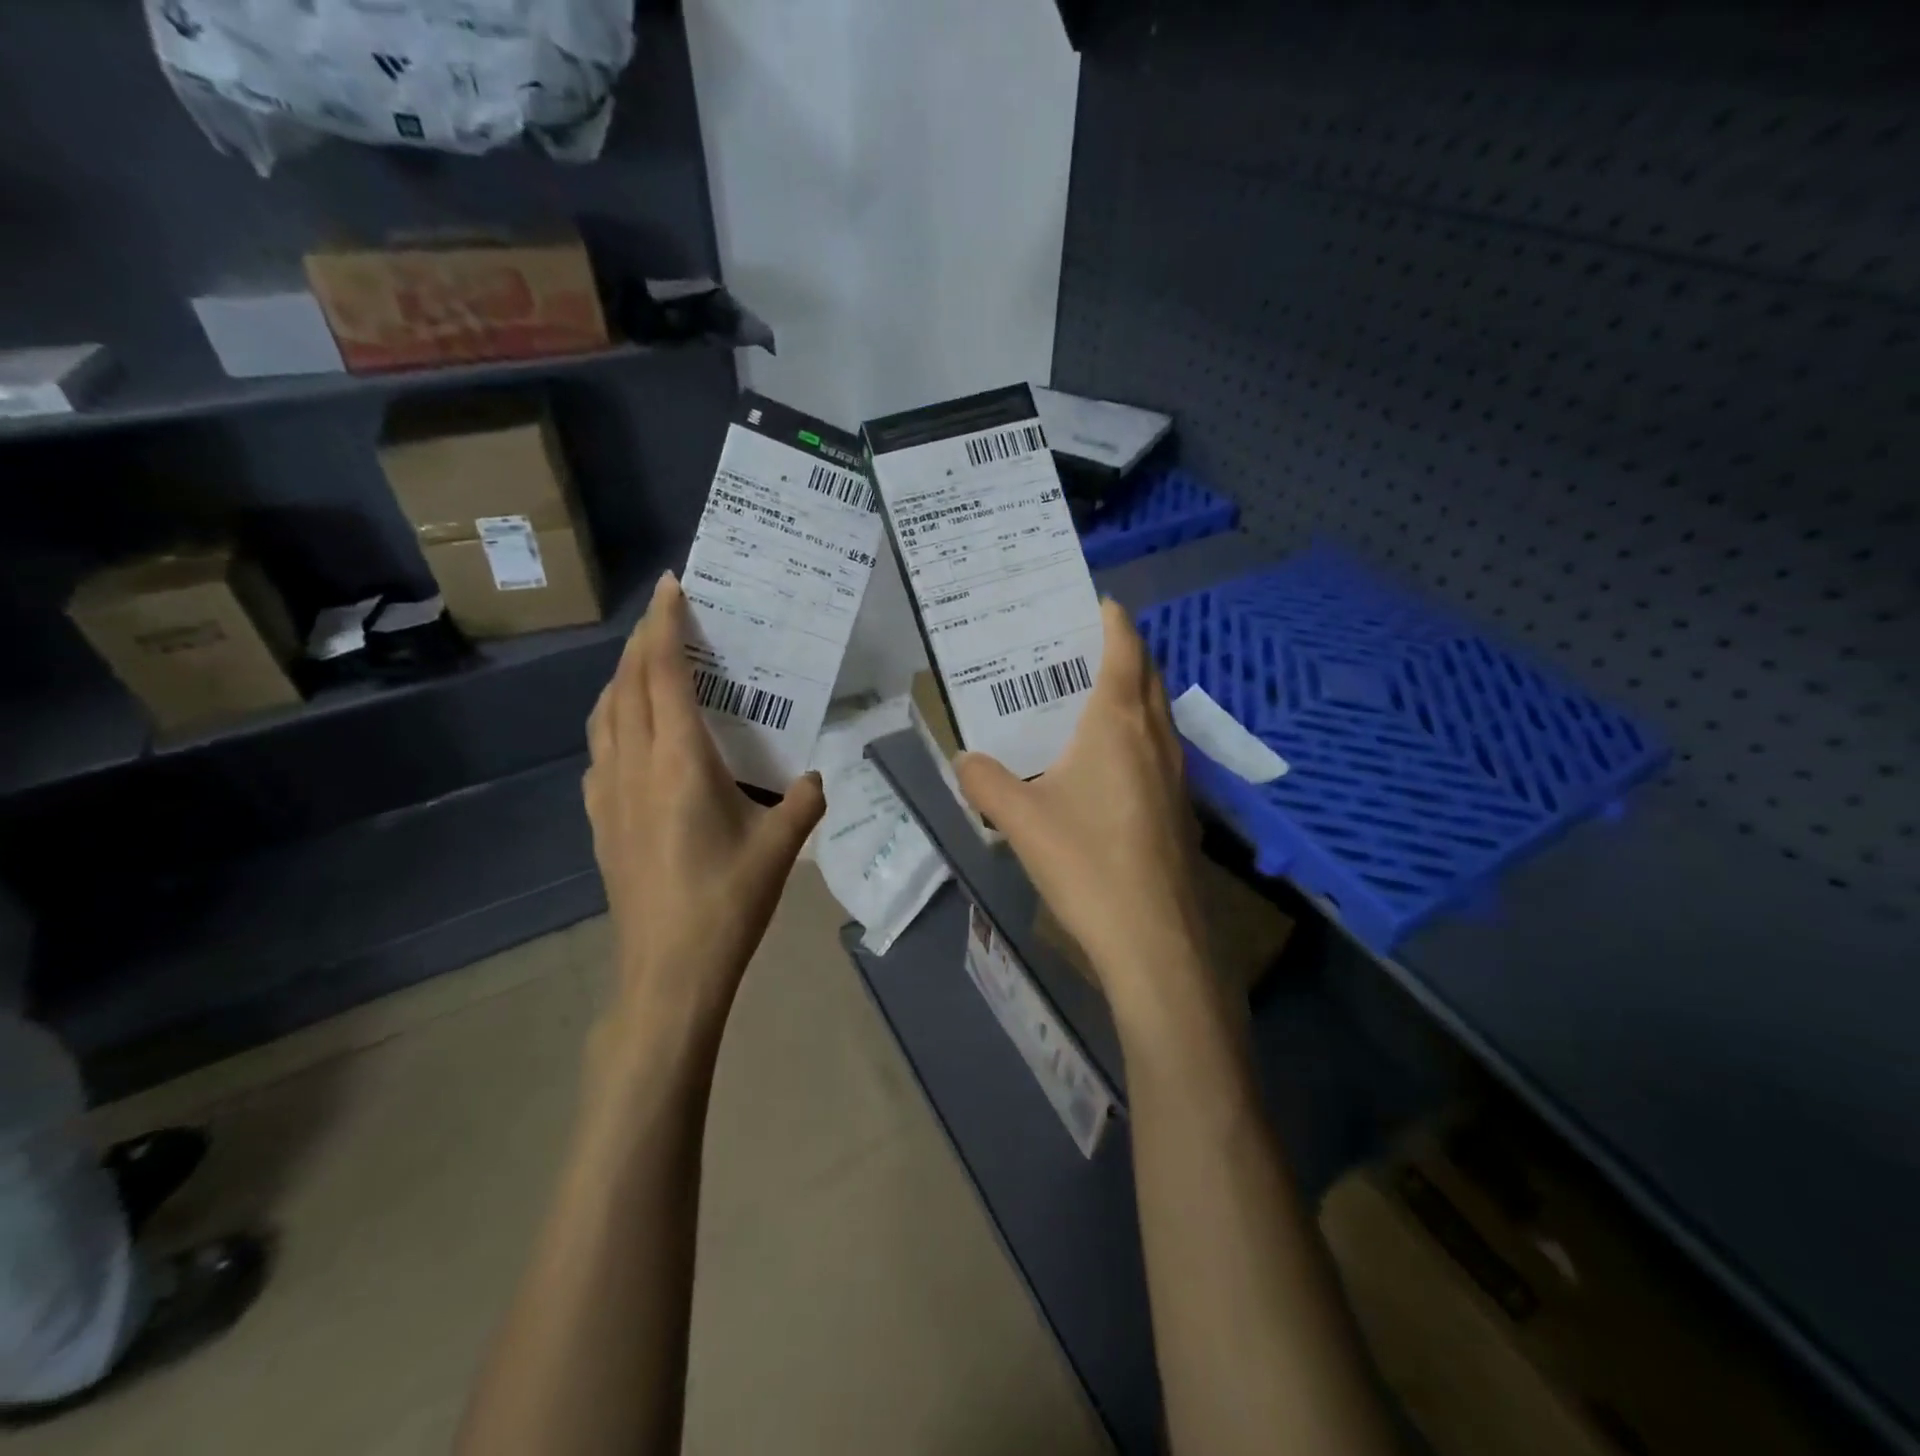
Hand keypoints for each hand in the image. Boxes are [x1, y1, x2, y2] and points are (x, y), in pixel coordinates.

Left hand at [584, 573, 824, 1036]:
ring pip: (604, 714)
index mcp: (678, 761)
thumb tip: (815, 777)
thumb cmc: (726, 902)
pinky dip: (614, 719)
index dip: (664, 625)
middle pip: (625, 683)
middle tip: (668, 617)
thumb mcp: (780, 846)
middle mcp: (633, 765)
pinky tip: (635, 735)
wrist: (667, 972)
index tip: (673, 587)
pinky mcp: (598, 819)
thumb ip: (804, 800)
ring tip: (648, 665)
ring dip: (622, 678)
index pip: (661, 673)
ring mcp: (606, 792)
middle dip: (642, 641)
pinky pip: (600, 749)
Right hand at [956, 600, 1214, 1023]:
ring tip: (1089, 698)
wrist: (1155, 939)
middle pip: (1147, 674)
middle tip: (1080, 647)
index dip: (1112, 619)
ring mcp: (1177, 773)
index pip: (1124, 648)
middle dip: (1122, 651)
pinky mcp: (1180, 807)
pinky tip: (1107, 765)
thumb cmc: (1086, 862)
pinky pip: (1159, 749)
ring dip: (1132, 694)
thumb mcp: (1019, 819)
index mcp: (1118, 722)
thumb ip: (985, 781)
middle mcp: (1155, 737)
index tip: (1094, 602)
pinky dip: (1136, 735)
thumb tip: (966, 759)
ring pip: (1157, 713)